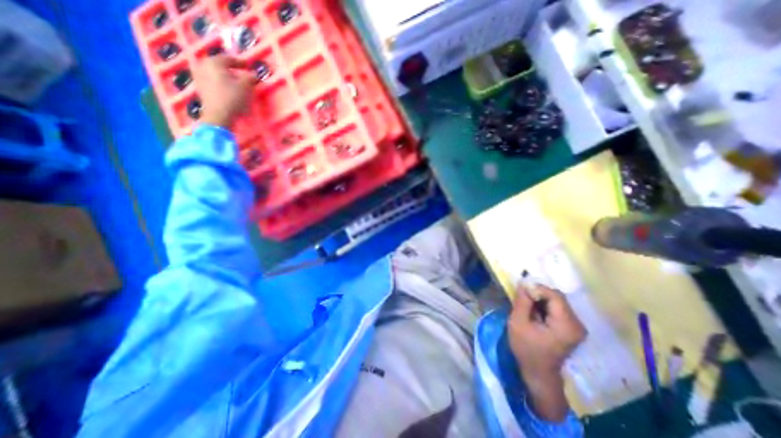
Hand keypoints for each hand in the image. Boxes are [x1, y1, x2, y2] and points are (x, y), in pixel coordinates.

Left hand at [192, 52, 256, 127]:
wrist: (219, 115)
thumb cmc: (233, 98)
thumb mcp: (246, 87)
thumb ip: (250, 78)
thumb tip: (253, 74)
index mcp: (214, 63)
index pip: (228, 58)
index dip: (240, 62)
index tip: (248, 67)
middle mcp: (203, 66)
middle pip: (220, 65)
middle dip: (231, 69)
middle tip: (241, 74)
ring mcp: (200, 77)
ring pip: (215, 73)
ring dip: (226, 77)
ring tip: (235, 83)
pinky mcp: (201, 89)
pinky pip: (212, 81)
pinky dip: (220, 83)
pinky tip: (228, 90)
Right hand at [508, 286, 584, 380]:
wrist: (539, 373)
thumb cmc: (526, 349)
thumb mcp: (518, 323)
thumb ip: (522, 302)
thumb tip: (524, 283)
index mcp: (566, 325)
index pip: (555, 295)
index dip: (537, 289)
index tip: (521, 290)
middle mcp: (577, 323)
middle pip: (558, 297)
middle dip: (538, 294)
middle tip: (522, 298)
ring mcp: (577, 326)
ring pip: (557, 300)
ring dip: (540, 299)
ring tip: (527, 306)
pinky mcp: (572, 327)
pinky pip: (558, 307)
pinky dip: (545, 305)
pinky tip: (535, 312)